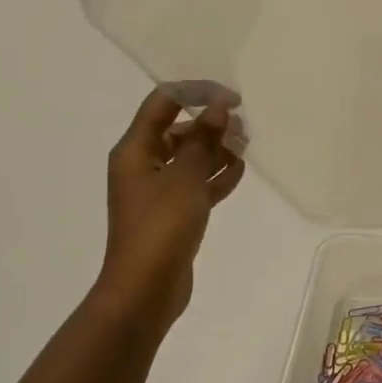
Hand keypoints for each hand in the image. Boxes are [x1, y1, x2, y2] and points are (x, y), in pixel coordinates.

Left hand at [96, 88, 245, 335]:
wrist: (145, 290)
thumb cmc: (161, 227)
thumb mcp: (185, 177)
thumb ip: (204, 139)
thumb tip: (218, 106)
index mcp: (135, 149)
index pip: (163, 102)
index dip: (197, 92)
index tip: (232, 99)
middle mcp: (143, 164)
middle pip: (179, 128)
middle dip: (211, 123)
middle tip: (243, 127)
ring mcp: (159, 189)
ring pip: (192, 155)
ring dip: (217, 147)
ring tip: (246, 147)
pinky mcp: (174, 212)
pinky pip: (198, 182)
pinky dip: (217, 174)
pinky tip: (239, 171)